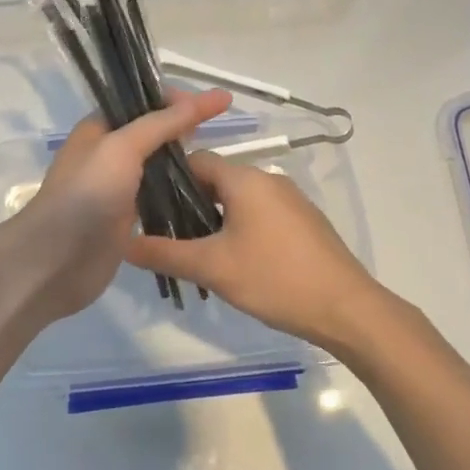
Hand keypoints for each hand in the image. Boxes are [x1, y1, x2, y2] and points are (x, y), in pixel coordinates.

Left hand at [8, 89, 232, 321]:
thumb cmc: (87, 194)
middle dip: (181, 128)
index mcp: (98, 129)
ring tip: (215, 160)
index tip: (211, 105)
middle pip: (149, 132)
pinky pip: (156, 196)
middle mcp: (106, 154)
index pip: (140, 103)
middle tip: (216, 131)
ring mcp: (115, 188)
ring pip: (154, 165)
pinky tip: (201, 191)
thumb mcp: (122, 147)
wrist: (59, 258)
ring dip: (181, 160)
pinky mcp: (125, 218)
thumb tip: (206, 98)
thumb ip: (161, 123)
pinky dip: (176, 190)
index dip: (174, 100)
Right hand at [124, 150, 387, 351]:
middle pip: (216, 180)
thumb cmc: (275, 279)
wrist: (347, 309)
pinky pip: (259, 214)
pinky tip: (231, 261)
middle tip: (165, 234)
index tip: (146, 206)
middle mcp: (268, 180)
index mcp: (245, 179)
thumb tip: (123, 244)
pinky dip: (238, 228)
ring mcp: (290, 201)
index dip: (167, 179)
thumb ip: (164, 253)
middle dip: (188, 203)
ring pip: (238, 200)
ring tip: (193, 251)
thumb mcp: (212, 268)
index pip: (196, 160)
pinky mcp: (303, 223)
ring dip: (213, 219)